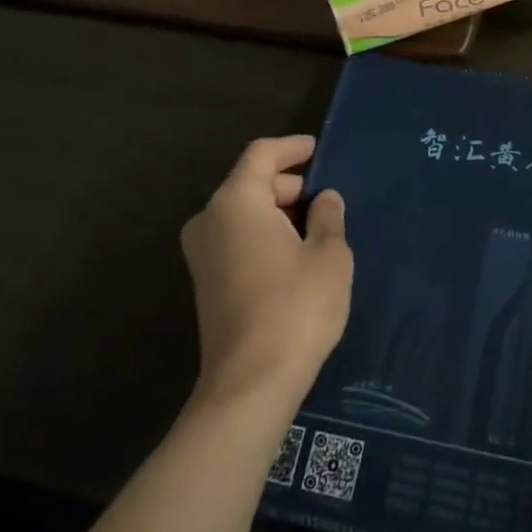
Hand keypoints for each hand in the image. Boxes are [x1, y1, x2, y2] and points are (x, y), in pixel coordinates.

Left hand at [181, 137, 352, 411]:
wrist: (250, 384)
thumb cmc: (296, 307)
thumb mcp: (329, 255)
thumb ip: (329, 217)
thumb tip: (324, 199)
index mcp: (236, 202)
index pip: (261, 155)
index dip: (292, 147)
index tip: (317, 148)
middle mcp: (209, 220)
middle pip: (251, 183)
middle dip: (289, 184)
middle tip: (328, 198)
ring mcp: (202, 254)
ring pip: (244, 213)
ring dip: (278, 212)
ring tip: (318, 227)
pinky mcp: (205, 283)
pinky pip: (237, 239)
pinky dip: (264, 234)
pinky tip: (295, 254)